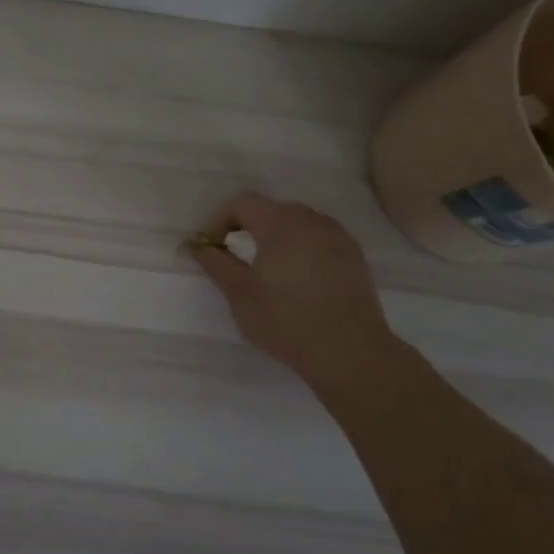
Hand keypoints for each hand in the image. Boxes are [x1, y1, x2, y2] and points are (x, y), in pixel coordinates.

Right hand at [191, 193, 397, 390]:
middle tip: (234, 255)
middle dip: (248, 226)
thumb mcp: (239, 293)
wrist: (349, 350)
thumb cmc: (285, 319)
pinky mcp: (355, 256)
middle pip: (272, 209)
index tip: (211, 246)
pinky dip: (302, 249)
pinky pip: (320, 239)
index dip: (220, 219)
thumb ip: (216, 263)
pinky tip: (298, 280)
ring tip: (268, 269)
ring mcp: (338, 237)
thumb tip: (198, 246)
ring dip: (277, 237)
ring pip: (298, 223)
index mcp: (280, 224)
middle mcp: (311, 220)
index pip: (243, 203)